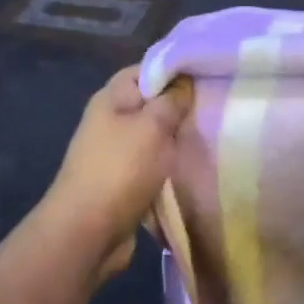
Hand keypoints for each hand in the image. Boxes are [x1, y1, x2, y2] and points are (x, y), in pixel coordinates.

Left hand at [41, 67, 192, 282]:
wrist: (86, 233)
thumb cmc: (120, 169)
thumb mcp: (153, 126)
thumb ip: (173, 100)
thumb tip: (186, 82)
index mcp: (111, 99)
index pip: (145, 70)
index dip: (175, 69)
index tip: (208, 75)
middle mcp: (110, 121)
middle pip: (152, 104)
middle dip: (182, 107)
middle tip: (217, 108)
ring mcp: (115, 153)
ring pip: (155, 137)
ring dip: (179, 140)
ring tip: (213, 137)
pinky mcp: (124, 182)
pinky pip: (154, 165)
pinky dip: (171, 167)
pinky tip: (196, 169)